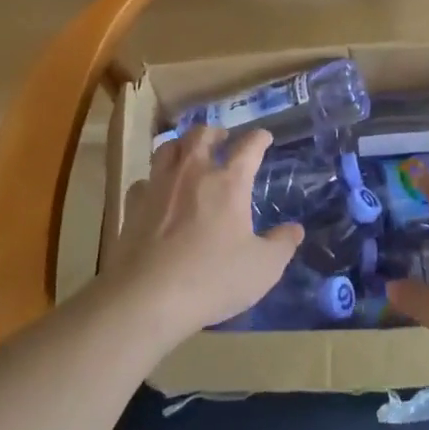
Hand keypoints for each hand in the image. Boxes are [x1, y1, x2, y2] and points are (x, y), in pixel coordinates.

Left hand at [105, 127, 301, 342]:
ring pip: (168, 148)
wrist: (147, 297)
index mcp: (228, 182)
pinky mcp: (133, 205)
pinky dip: (154, 181)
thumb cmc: (212, 279)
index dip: (259, 138)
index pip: (248, 147)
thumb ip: (282, 245)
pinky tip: (157, 193)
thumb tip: (295, 229)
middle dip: (215, 133)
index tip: (264, 136)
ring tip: (188, 154)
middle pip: (202, 135)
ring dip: (182, 146)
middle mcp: (192, 173)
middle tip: (222, 139)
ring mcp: (159, 186)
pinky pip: (144, 181)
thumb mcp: (262, 268)